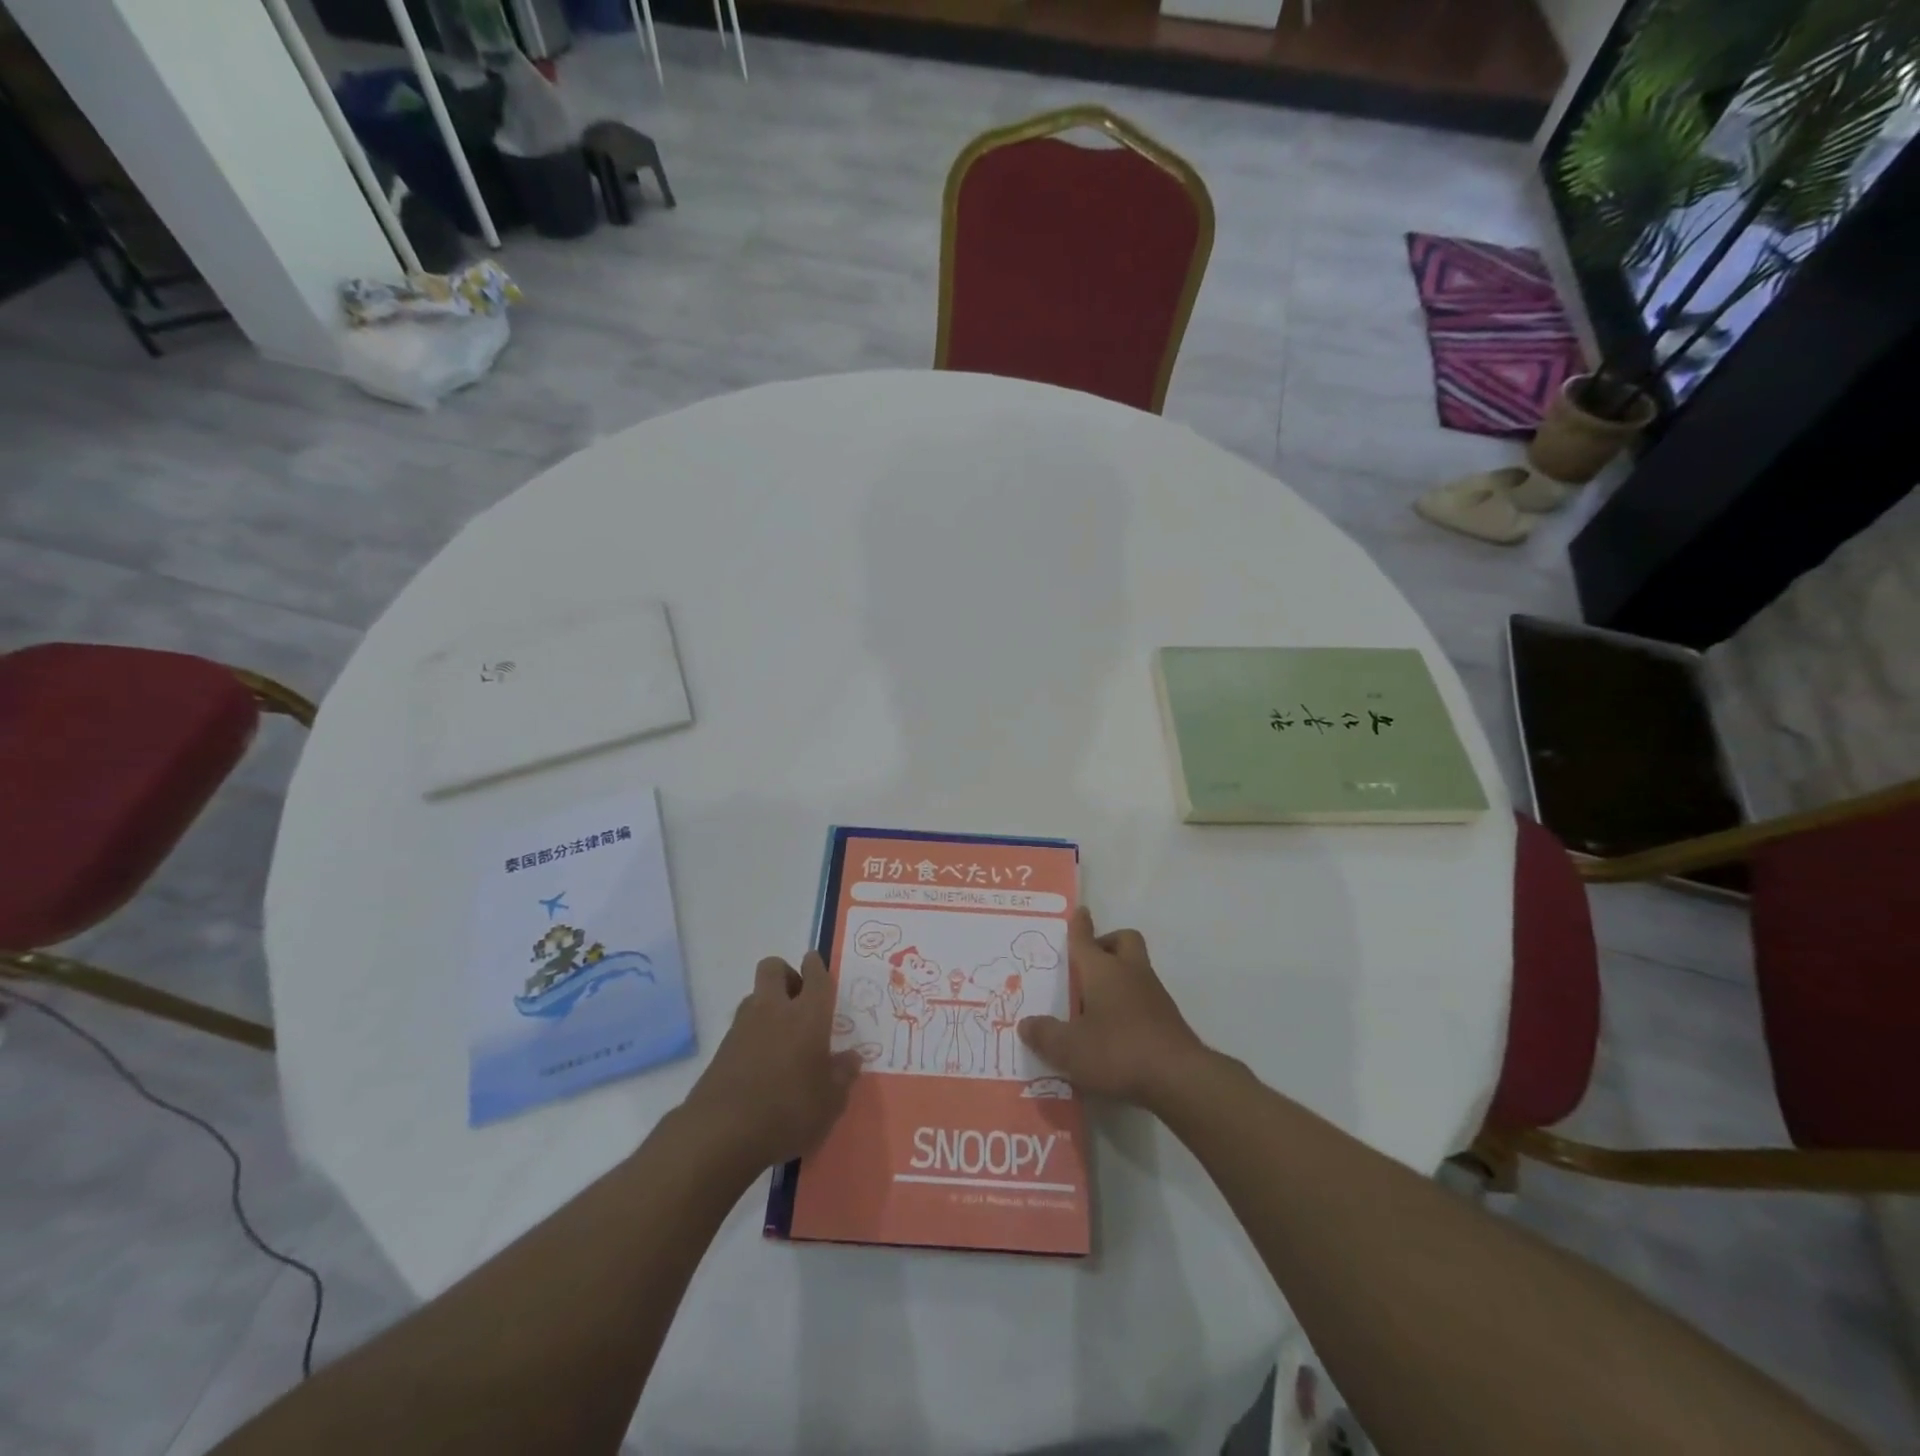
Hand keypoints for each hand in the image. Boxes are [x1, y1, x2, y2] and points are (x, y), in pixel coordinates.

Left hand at [684, 952, 861, 1174]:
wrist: (721, 1133)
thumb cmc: (789, 1110)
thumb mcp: (830, 1102)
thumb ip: (843, 1075)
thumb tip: (851, 1058)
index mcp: (808, 1015)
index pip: (815, 976)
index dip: (816, 966)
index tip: (815, 962)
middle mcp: (774, 1010)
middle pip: (774, 968)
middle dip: (786, 974)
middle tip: (799, 999)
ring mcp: (743, 1027)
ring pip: (755, 996)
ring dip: (768, 1004)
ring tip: (782, 1035)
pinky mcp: (721, 1049)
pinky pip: (742, 1026)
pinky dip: (753, 1033)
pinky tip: (762, 1062)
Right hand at [1018, 908, 1208, 1108]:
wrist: (1179, 1078)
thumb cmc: (1118, 1051)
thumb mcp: (1069, 1049)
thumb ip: (1045, 1035)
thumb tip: (1026, 1025)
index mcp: (1103, 970)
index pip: (1085, 939)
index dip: (1079, 926)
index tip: (1080, 912)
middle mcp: (1130, 972)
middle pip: (1123, 941)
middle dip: (1106, 944)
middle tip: (1087, 966)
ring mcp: (1154, 994)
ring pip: (1135, 968)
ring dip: (1118, 976)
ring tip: (1094, 1005)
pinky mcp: (1168, 1018)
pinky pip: (1144, 997)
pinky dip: (1129, 1003)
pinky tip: (1115, 1031)